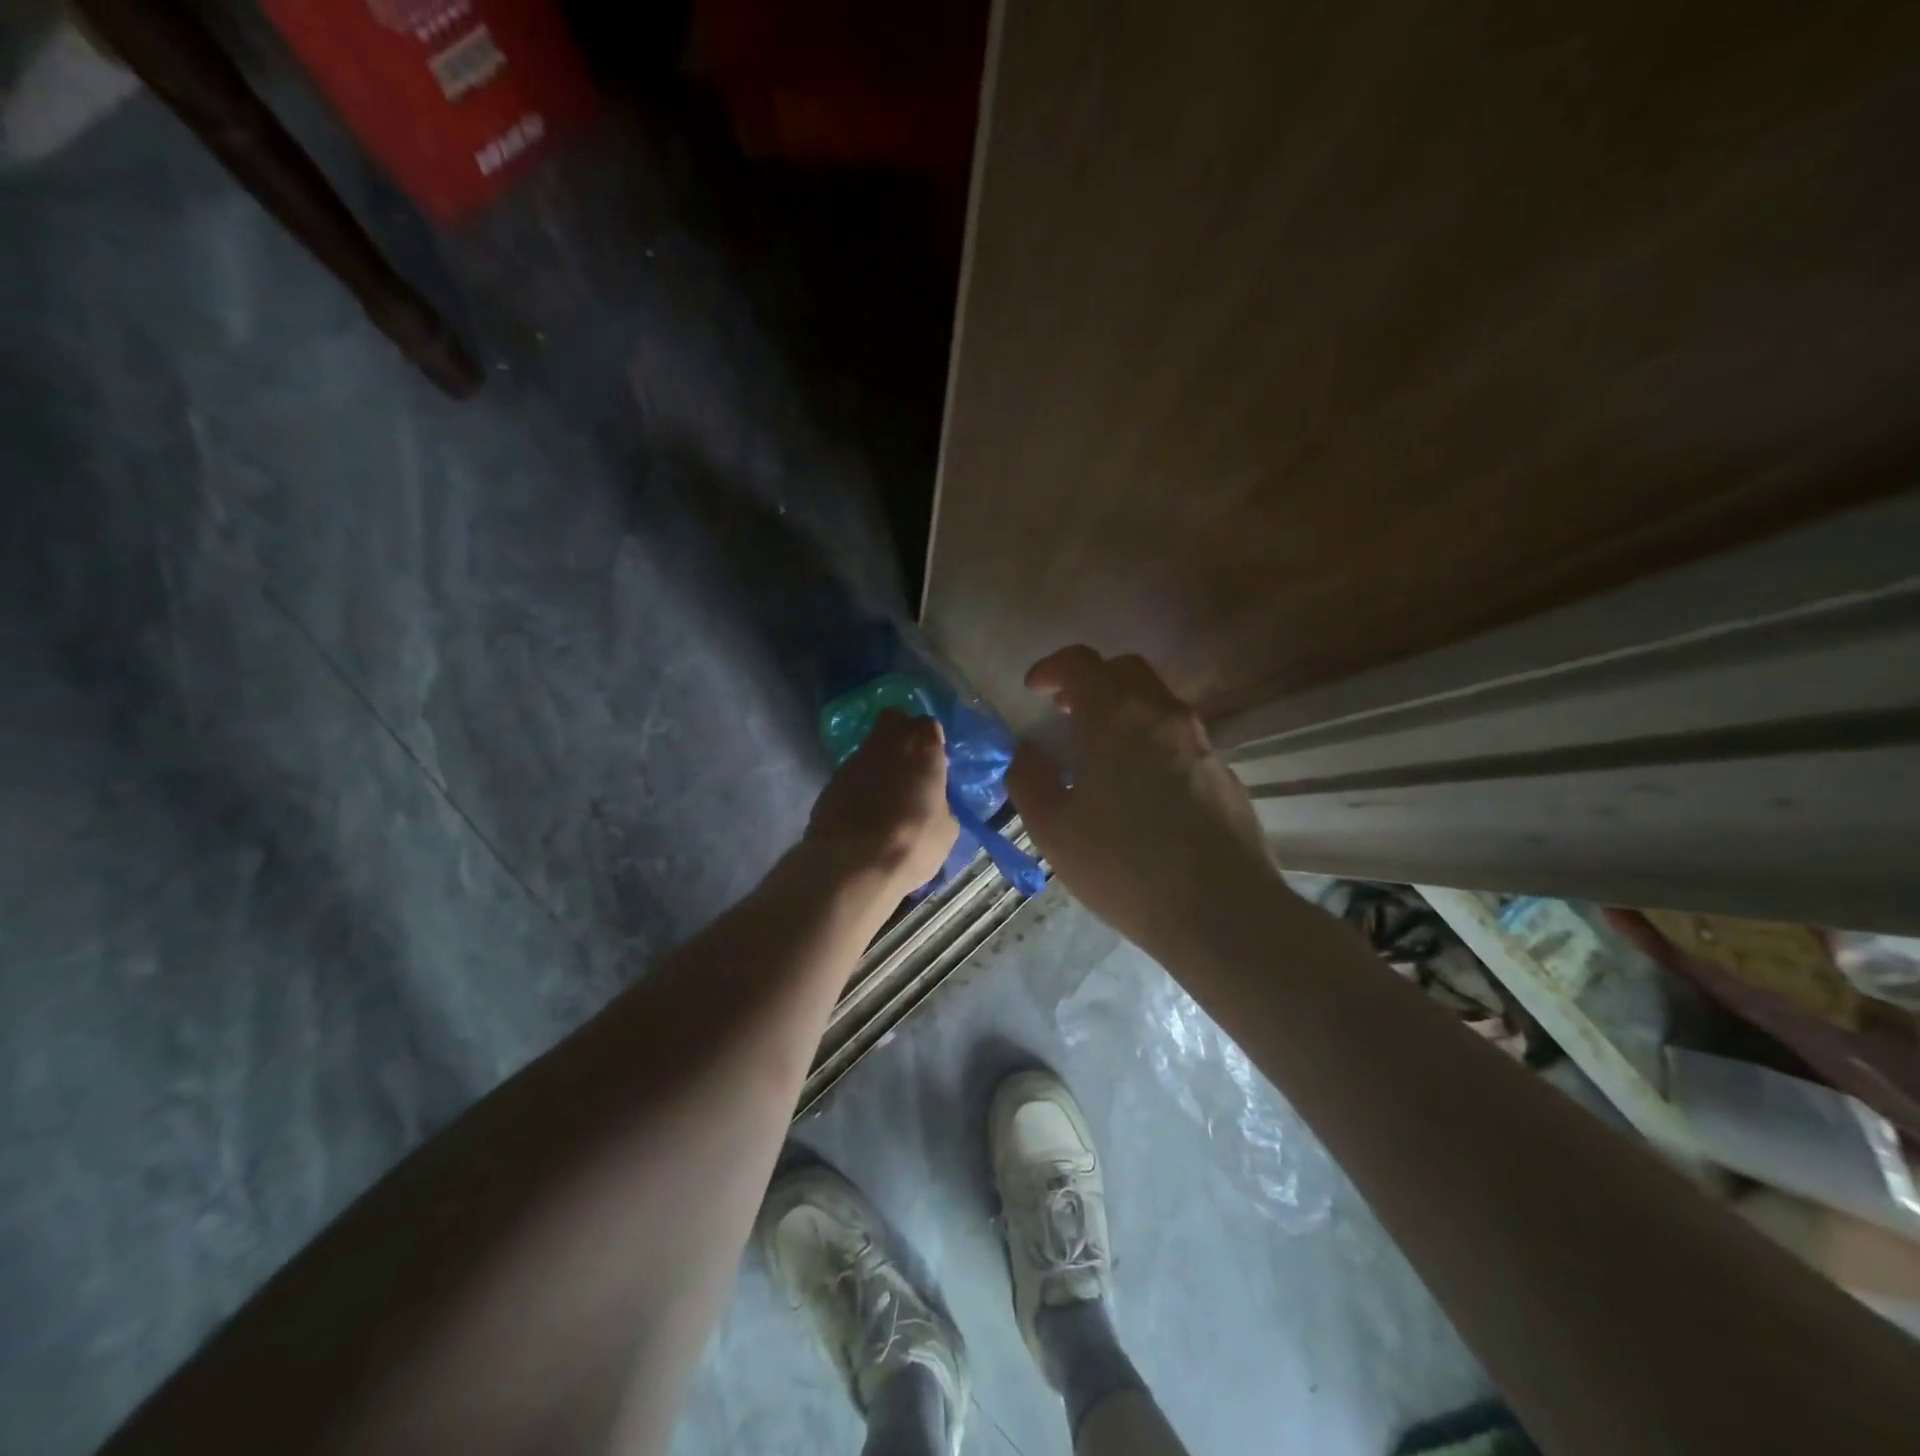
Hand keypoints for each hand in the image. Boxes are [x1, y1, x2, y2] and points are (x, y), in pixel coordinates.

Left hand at [804, 708, 957, 893]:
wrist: (852, 865)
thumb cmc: (912, 843)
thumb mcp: (945, 830)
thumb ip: (940, 805)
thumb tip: (933, 805)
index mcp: (922, 749)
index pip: (928, 725)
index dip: (931, 742)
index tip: (934, 762)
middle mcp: (887, 744)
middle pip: (893, 721)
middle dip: (901, 735)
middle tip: (910, 765)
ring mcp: (853, 761)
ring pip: (870, 749)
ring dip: (878, 765)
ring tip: (885, 798)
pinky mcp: (829, 782)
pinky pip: (851, 776)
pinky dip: (858, 787)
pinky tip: (863, 814)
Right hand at [1006, 647, 1281, 953]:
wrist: (1222, 911)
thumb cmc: (1124, 865)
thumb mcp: (1053, 828)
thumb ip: (1029, 778)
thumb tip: (1026, 751)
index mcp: (1116, 717)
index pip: (1081, 662)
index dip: (1052, 668)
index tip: (1035, 690)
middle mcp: (1163, 714)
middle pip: (1125, 669)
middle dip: (1091, 680)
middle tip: (1067, 712)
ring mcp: (1201, 741)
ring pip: (1157, 701)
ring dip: (1123, 709)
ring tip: (1100, 752)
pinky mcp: (1223, 772)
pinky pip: (1180, 736)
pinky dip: (1151, 739)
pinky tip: (1141, 787)